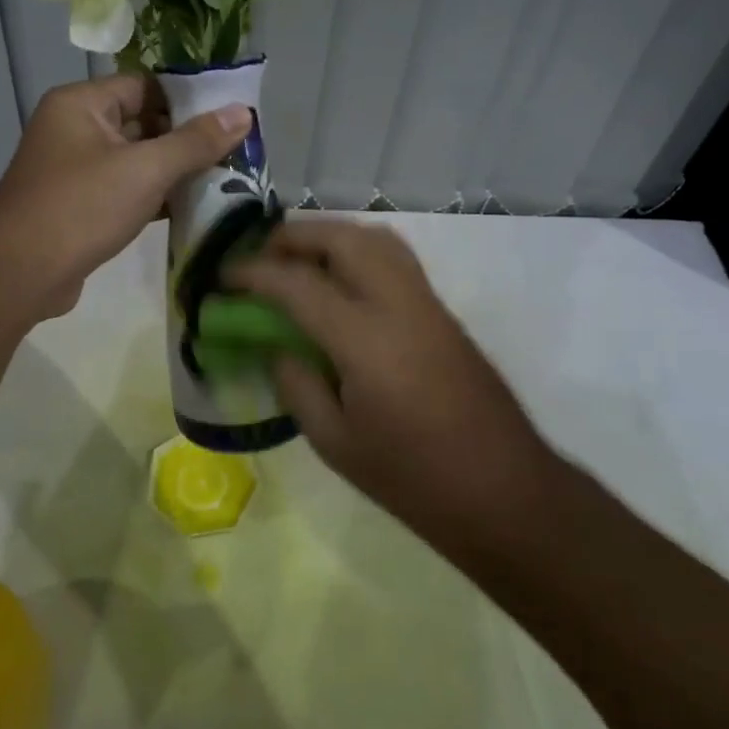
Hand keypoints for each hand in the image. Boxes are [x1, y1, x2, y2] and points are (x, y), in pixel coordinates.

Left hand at [0, 76, 250, 318]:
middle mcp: (75, 128)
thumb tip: (244, 112)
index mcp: (82, 104)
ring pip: (137, 159)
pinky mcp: (81, 204)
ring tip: (227, 176)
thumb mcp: (145, 170)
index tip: (232, 114)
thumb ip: (196, 141)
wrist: (18, 276)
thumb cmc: (81, 208)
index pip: (145, 85)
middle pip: (143, 121)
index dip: (189, 98)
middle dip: (188, 137)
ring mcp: (76, 169)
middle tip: (237, 149)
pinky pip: (127, 188)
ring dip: (176, 169)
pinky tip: (195, 206)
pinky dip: (157, 195)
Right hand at [225, 220, 554, 546]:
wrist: (506, 492)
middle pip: (341, 238)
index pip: (296, 284)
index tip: (222, 276)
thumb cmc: (414, 480)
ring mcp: (426, 302)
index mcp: (364, 339)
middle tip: (261, 258)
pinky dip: (357, 250)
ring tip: (297, 260)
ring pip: (374, 238)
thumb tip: (276, 346)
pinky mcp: (442, 311)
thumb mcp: (335, 444)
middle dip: (293, 237)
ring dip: (328, 236)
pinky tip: (339, 282)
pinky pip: (393, 257)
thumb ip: (296, 385)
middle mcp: (397, 303)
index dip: (252, 273)